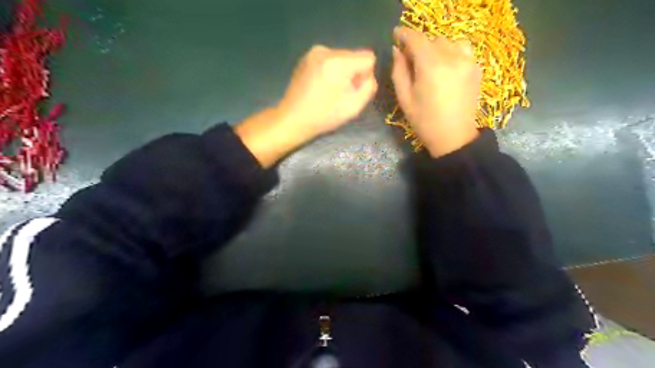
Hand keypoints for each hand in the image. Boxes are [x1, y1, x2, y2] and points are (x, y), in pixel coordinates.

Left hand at [278, 44, 378, 138]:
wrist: (292, 118)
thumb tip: (368, 75)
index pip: (369, 58)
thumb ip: (369, 87)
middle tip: (340, 94)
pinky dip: (330, 71)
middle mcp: (326, 50)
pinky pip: (329, 60)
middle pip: (354, 57)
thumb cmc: (324, 116)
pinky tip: (320, 87)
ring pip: (342, 58)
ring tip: (329, 92)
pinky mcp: (306, 57)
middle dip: (353, 73)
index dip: (365, 76)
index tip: (353, 90)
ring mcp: (314, 52)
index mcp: (338, 62)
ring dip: (341, 73)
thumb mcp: (354, 106)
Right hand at [390, 24, 482, 157]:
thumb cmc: (424, 121)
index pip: (416, 39)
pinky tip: (445, 67)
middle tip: (411, 60)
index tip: (396, 35)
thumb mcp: (404, 98)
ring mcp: (467, 61)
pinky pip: (462, 49)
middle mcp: (452, 58)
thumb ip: (399, 71)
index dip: (404, 34)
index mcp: (431, 66)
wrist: (453, 137)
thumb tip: (398, 50)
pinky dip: (451, 52)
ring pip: (448, 42)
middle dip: (419, 46)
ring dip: (436, 48)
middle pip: (432, 39)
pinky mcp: (476, 68)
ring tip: (429, 63)